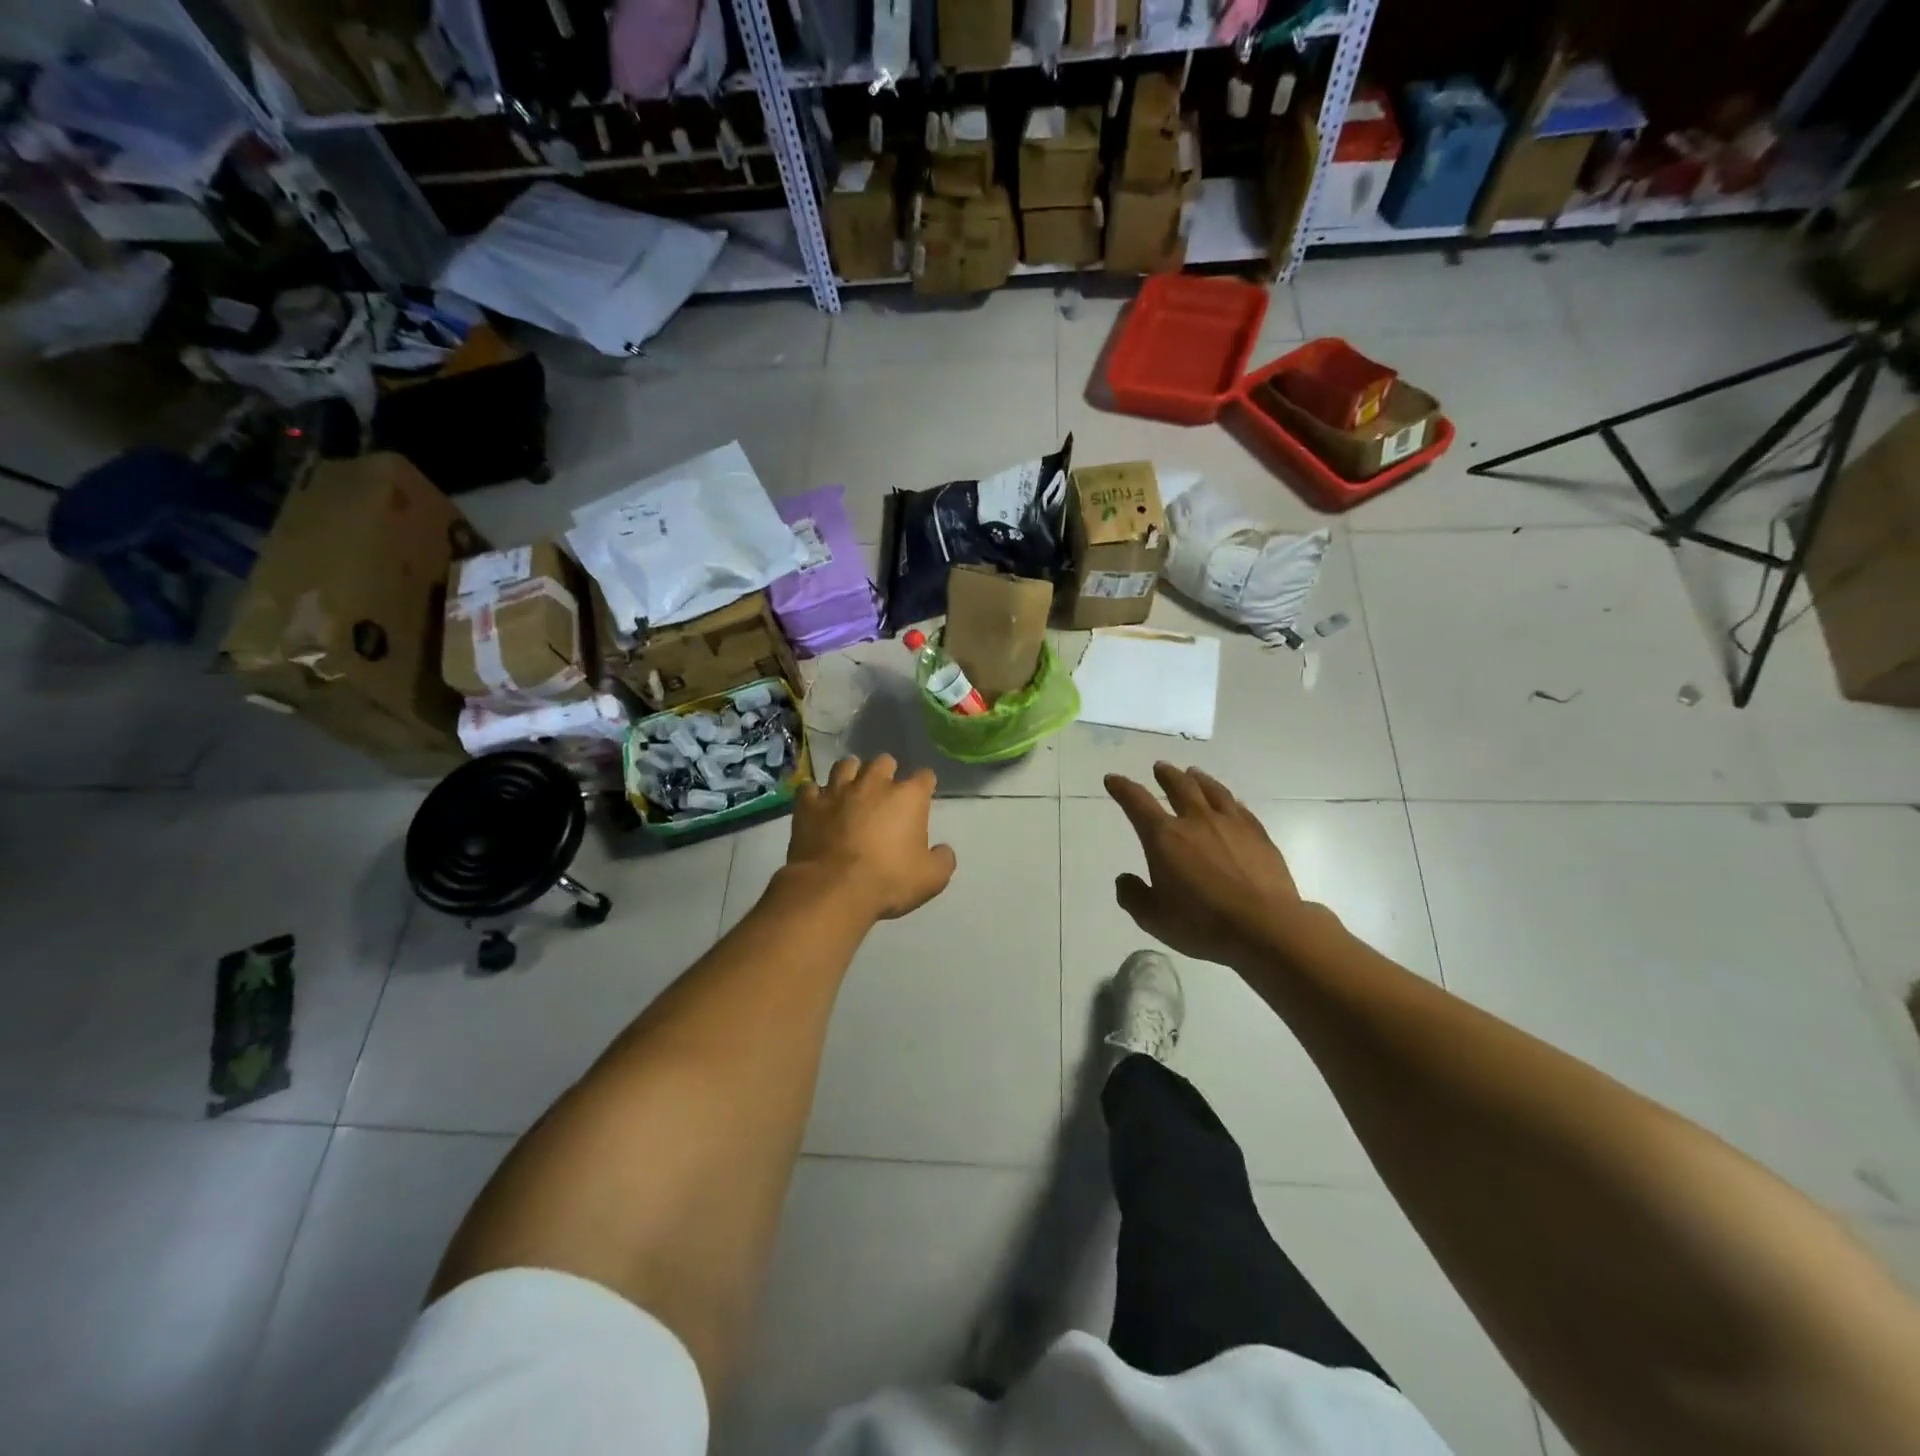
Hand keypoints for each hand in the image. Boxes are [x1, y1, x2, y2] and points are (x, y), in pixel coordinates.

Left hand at [788, 755, 956, 921]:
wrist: (833, 889)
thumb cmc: (888, 881)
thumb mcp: (932, 879)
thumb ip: (943, 860)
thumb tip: (943, 850)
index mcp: (908, 796)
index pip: (924, 776)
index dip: (924, 785)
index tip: (922, 798)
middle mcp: (874, 783)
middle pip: (884, 761)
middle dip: (886, 773)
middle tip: (884, 793)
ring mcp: (838, 790)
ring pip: (846, 765)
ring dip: (851, 774)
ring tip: (851, 790)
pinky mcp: (809, 804)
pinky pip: (811, 788)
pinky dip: (816, 795)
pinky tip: (818, 806)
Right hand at [1105, 764, 1309, 969]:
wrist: (1265, 926)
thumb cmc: (1203, 924)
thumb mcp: (1154, 919)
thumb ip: (1133, 896)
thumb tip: (1125, 879)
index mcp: (1164, 837)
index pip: (1137, 802)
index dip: (1122, 788)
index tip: (1113, 779)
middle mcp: (1196, 821)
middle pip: (1179, 786)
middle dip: (1165, 775)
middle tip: (1160, 767)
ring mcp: (1230, 824)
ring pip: (1211, 790)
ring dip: (1198, 779)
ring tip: (1192, 773)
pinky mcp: (1258, 834)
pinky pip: (1239, 807)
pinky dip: (1227, 799)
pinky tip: (1230, 800)